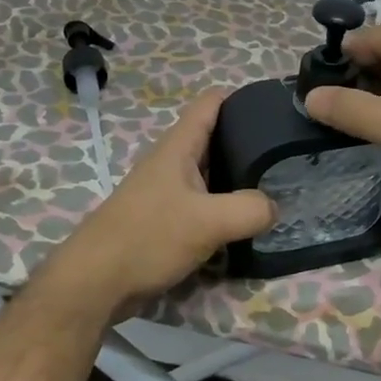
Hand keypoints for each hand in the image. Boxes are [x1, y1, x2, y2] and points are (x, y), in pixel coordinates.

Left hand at [47, 89, 274, 316]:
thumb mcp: (208, 222)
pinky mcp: (163, 220)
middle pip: (214, 138)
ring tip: (275, 186)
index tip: (275, 109)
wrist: (95, 282)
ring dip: (237, 178)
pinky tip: (244, 223)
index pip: (211, 103)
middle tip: (285, 154)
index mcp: (178, 148)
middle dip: (247, 141)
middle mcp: (171, 162)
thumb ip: (249, 210)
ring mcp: (165, 192)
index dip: (242, 99)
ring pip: (209, 174)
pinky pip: (201, 204)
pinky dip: (223, 207)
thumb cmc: (149, 238)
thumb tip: (273, 207)